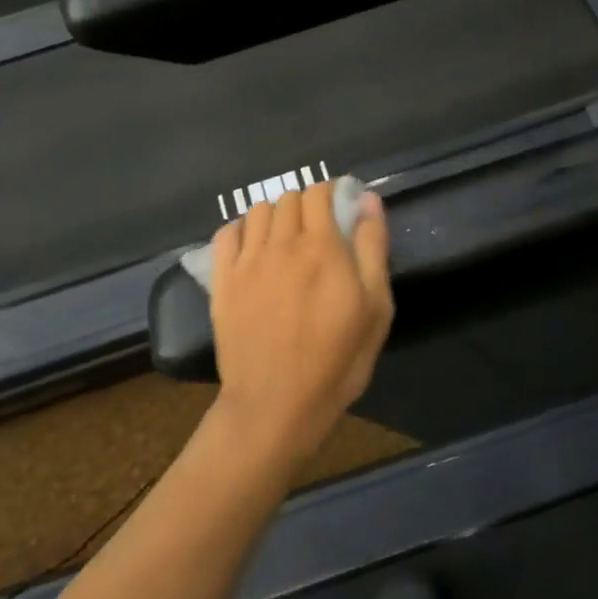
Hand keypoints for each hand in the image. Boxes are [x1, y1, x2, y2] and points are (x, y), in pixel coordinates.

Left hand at [208, 181, 394, 467]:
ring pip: (258, 211)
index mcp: (321, 246)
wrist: (275, 405)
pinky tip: (252, 248)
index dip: (330, 193)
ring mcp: (247, 261)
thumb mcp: (375, 308)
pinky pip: (226, 233)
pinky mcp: (222, 281)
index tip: (339, 209)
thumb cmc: (336, 361)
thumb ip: (372, 248)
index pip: (319, 192)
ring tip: (284, 238)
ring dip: (275, 215)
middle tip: (316, 229)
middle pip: (288, 197)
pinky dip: (241, 230)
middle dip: (305, 204)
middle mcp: (282, 243)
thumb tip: (367, 199)